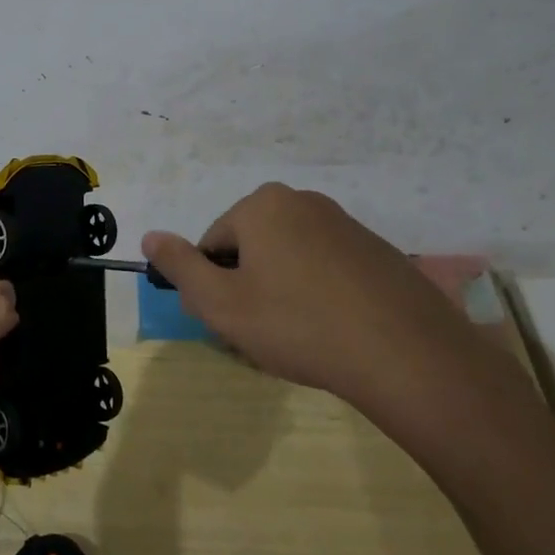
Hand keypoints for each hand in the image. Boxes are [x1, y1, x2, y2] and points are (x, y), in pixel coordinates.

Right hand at [142, 184, 513, 433]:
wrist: (404, 352)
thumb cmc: (298, 325)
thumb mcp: (222, 304)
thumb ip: (180, 268)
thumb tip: (150, 236)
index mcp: (262, 206)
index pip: (213, 244)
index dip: (216, 286)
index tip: (236, 321)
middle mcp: (302, 201)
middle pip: (252, 246)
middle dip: (250, 286)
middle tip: (267, 331)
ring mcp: (345, 223)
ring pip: (290, 258)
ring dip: (284, 291)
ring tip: (303, 335)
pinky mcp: (376, 249)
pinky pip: (327, 268)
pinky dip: (321, 294)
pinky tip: (336, 329)